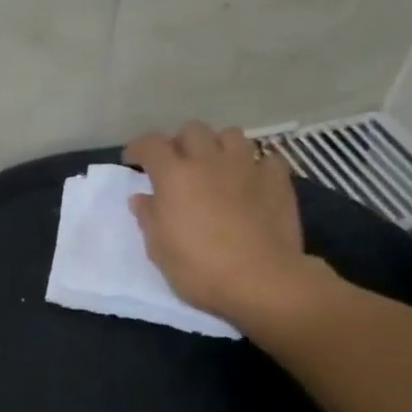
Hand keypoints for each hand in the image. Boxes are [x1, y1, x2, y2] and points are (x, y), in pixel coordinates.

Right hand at [125, 123, 321, 326]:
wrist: (261, 281)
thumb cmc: (199, 270)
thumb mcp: (159, 250)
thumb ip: (149, 218)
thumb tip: (142, 198)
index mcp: (174, 177)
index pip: (151, 145)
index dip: (138, 148)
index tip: (133, 160)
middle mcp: (209, 161)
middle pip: (192, 131)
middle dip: (180, 143)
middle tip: (176, 165)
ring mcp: (247, 167)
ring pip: (230, 135)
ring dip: (217, 146)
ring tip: (215, 166)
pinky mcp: (278, 180)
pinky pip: (265, 158)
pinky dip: (254, 165)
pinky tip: (251, 181)